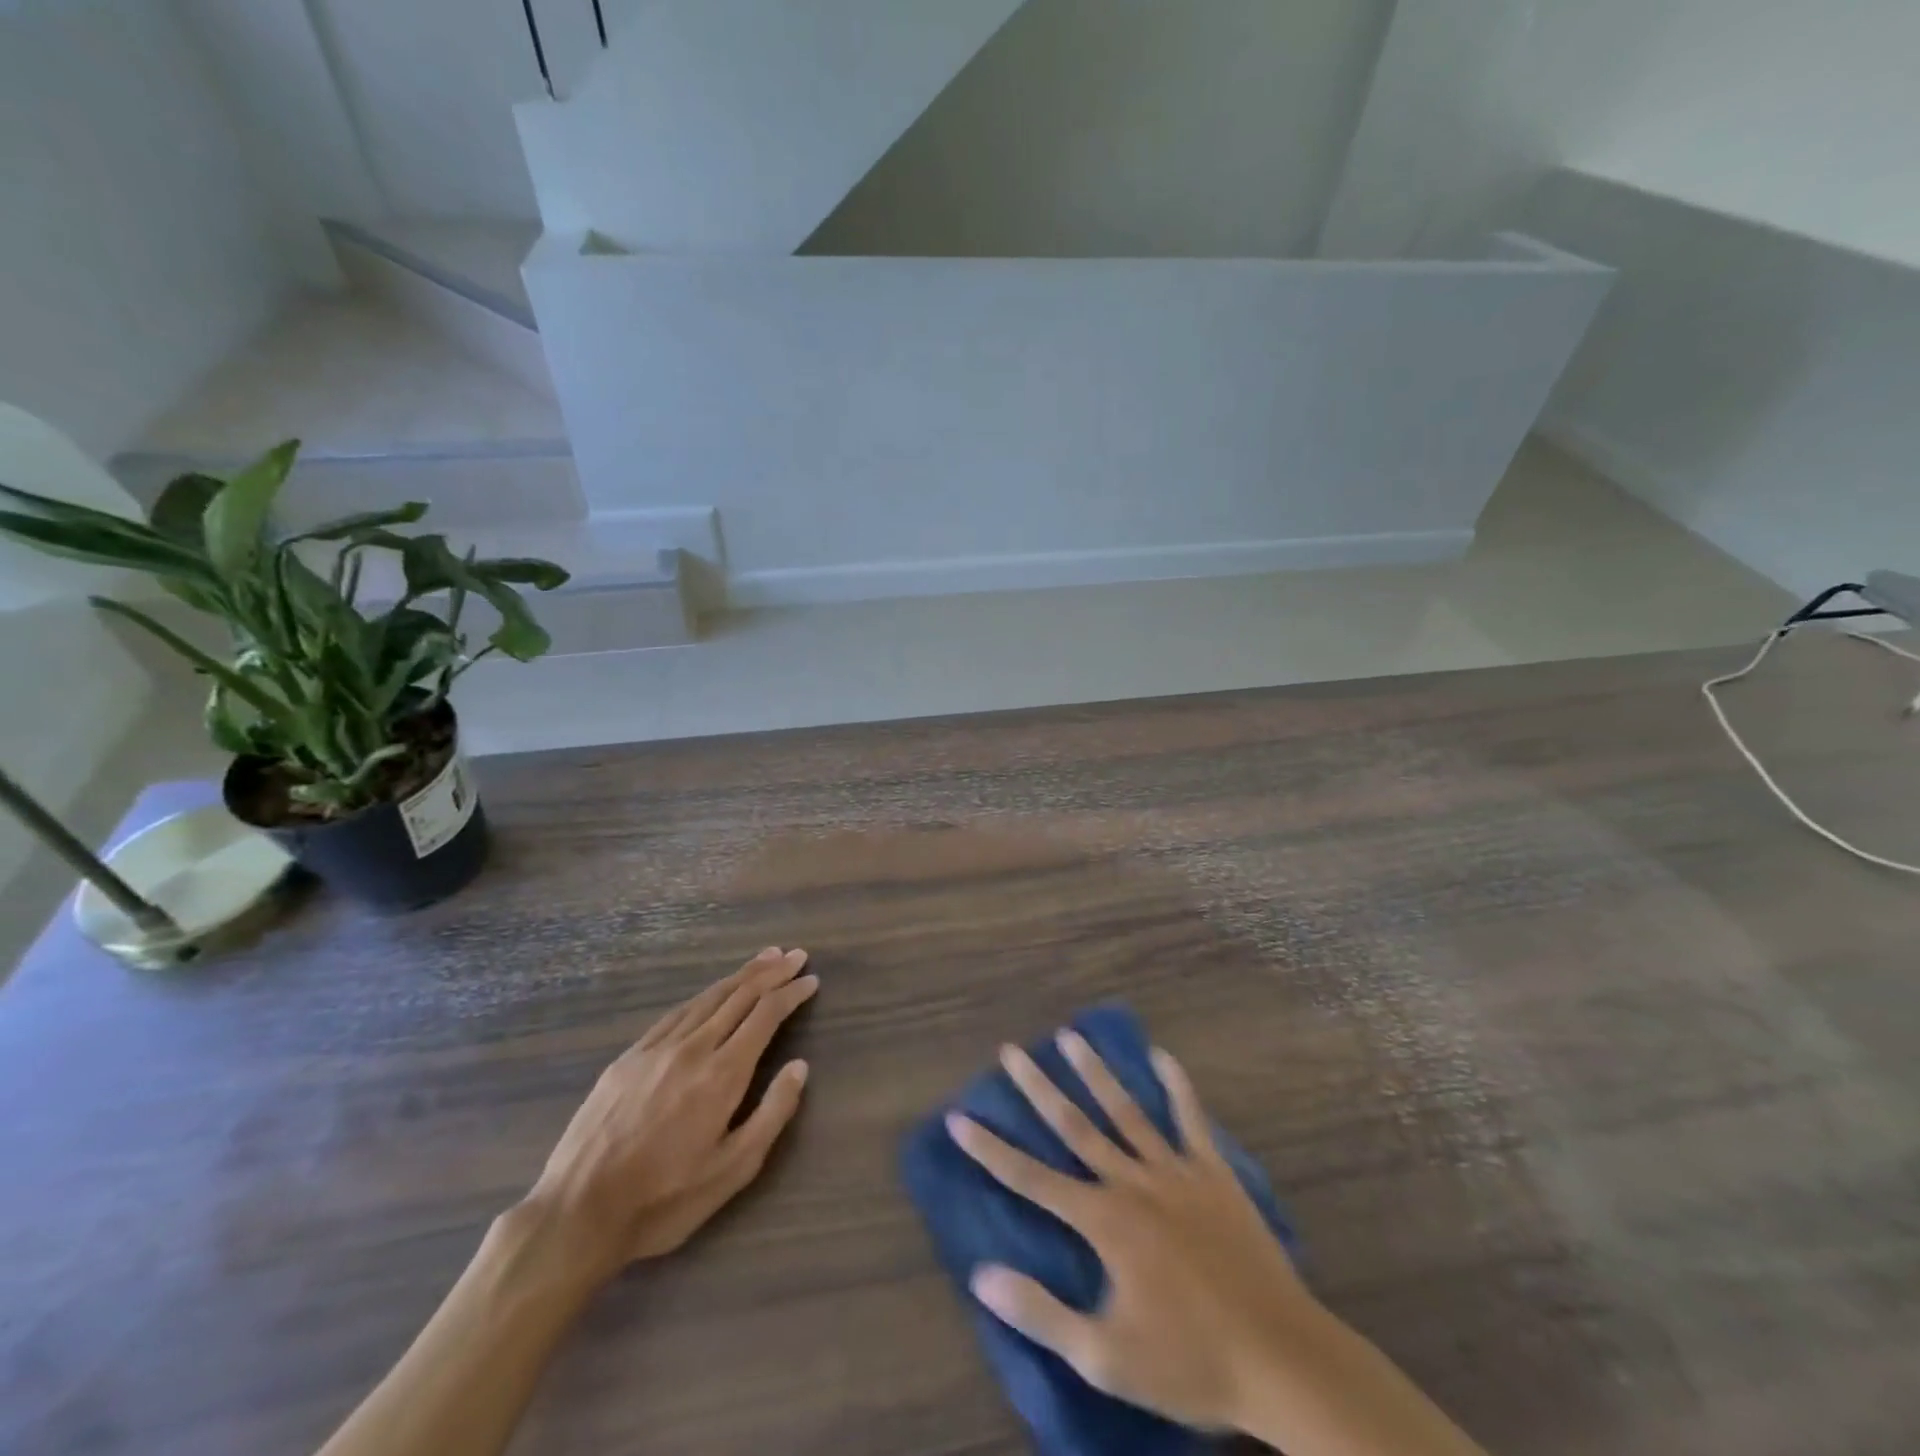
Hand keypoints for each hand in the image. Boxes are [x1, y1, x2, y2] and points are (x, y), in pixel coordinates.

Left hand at [519, 948, 817, 1287]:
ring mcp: (656, 1049)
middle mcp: (692, 1048)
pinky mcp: (628, 1058)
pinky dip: (703, 996)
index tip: (811, 979)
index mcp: (722, 1074)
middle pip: (739, 996)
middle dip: (771, 973)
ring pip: (707, 998)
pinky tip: (710, 994)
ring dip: (740, 976)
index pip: (765, 1016)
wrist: (576, 1213)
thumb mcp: (732, 1171)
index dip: (791, 993)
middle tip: (795, 955)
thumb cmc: (664, 1200)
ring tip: (763, 960)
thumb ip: (772, 1115)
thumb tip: (800, 1067)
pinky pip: (675, 1014)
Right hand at [951, 1037, 1486, 1455]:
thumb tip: (982, 1275)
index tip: (960, 1117)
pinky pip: (1191, 1120)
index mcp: (1104, 1221)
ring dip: (1095, 1073)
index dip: (991, 1149)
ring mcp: (1175, 1172)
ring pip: (1125, 1111)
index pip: (1032, 1179)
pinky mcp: (1214, 1174)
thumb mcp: (1106, 1357)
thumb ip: (1041, 1312)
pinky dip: (1177, 1087)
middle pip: (1074, 1127)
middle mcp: (1132, 1183)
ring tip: (1071, 1036)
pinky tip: (1164, 1056)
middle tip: (1011, 1051)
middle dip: (1037, 1089)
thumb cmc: (1190, 1362)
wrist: (1281, 1359)